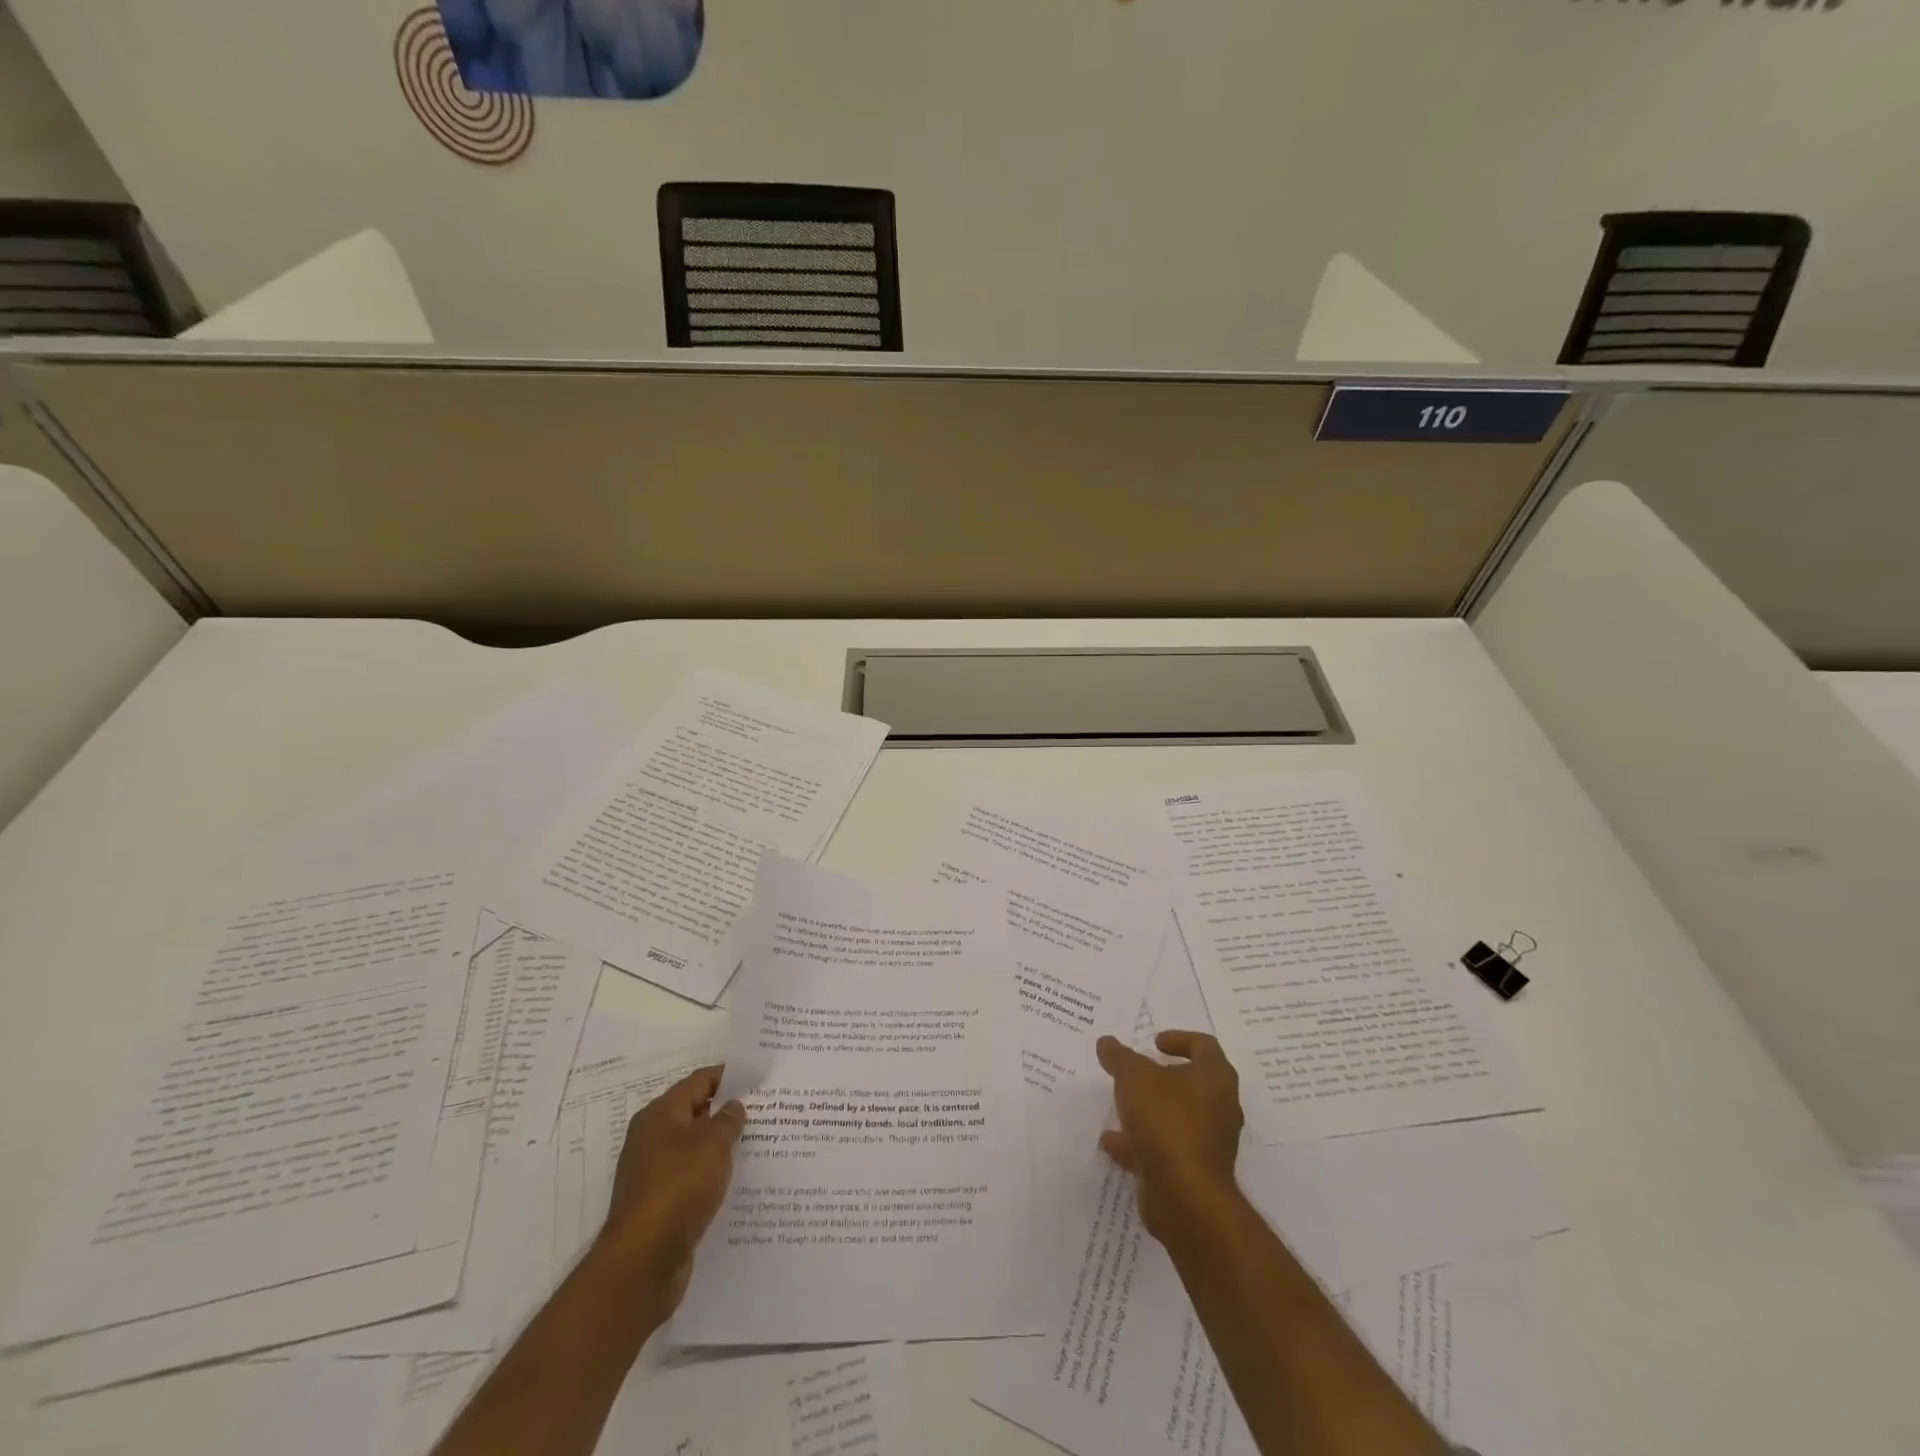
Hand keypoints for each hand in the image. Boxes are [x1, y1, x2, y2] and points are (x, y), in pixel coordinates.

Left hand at [596, 1065, 744, 1319]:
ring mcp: (652, 1173)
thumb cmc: (679, 1187)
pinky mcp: (659, 1204)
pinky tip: (735, 1181)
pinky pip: (690, 1177)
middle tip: (764, 1109)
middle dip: (726, 1111)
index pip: (699, 1081)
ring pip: (694, 1148)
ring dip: (720, 1145)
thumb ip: (728, 1119)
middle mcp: (651, 1138)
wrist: (643, 1261)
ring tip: (756, 1143)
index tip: (757, 1077)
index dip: (728, 1076)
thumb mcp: (713, 1144)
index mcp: (659, 1114)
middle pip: (694, 1113)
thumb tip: (733, 1106)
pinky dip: (711, 1174)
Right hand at [1095, 1031, 1243, 1241]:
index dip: (1179, 1039)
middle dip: (1160, 1078)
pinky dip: (1140, 1143)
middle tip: (1135, 1073)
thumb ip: (1120, 1057)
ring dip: (1148, 1111)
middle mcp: (1219, 1108)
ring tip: (1117, 1107)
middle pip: (1191, 1083)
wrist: (1186, 1197)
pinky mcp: (1194, 1172)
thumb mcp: (1134, 1077)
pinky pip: (1165, 1149)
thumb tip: (1107, 1042)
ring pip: (1176, 1118)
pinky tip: (1111, 1142)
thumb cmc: (1167, 1121)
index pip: (1204, 1046)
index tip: (1153, 1043)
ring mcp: (1208, 1143)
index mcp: (1215, 1078)